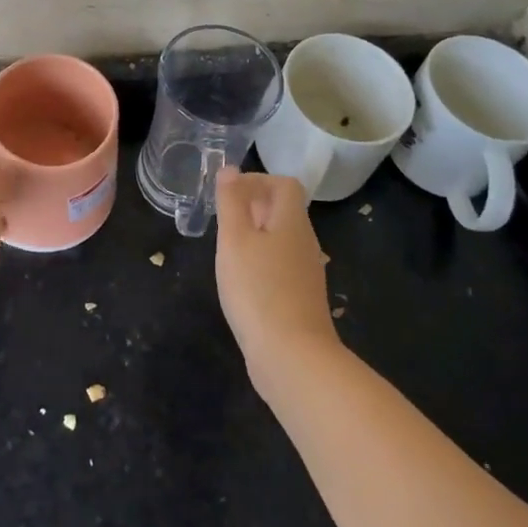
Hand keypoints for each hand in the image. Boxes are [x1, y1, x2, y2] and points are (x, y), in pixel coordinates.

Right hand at [214, 170, 339, 394]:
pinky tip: (240, 281)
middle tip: (222, 220)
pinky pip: (280, 265)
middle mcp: (305, 242)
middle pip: (283, 211)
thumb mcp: (235, 240)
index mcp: (292, 222)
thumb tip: (230, 169)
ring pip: (281, 239)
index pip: (285, 184)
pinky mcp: (300, 299)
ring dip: (255, 236)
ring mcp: (305, 273)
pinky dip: (260, 262)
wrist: (292, 357)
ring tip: (226, 250)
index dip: (257, 180)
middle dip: (252, 207)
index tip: (228, 195)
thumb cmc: (258, 290)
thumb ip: (231, 202)